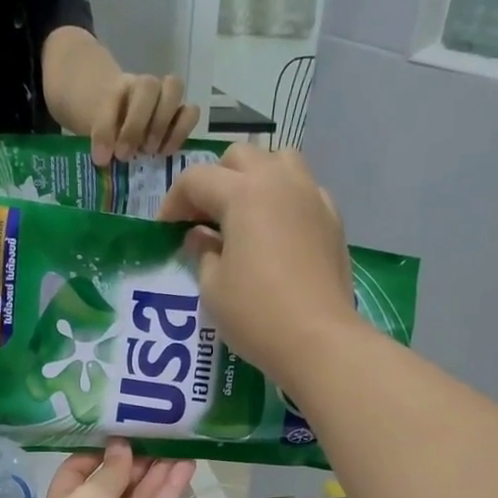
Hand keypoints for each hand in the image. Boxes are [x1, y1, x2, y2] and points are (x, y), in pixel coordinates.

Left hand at [23, 441, 194, 497]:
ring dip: (158, 469)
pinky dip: (170, 489)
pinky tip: (186, 465)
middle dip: (136, 457)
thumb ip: (111, 470)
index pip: (81, 468)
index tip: (122, 428)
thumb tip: (120, 446)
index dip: (100, 450)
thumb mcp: (89, 494)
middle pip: (117, 480)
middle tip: (161, 429)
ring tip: (180, 440)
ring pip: (141, 494)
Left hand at [90, 73, 200, 165]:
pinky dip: (181, 131)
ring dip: (162, 122)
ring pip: (174, 88)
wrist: (126, 123)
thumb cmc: (110, 131)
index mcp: (118, 87)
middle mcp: (145, 86)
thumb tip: (104, 159)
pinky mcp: (182, 113)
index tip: (101, 158)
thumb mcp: (96, 134)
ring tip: (150, 151)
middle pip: (148, 85)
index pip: (113, 98)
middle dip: (136, 124)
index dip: (106, 129)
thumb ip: (99, 140)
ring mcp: (166, 96)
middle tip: (126, 154)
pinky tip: (166, 151)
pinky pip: (191, 112)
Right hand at [157, 144, 362, 390]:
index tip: (165, 229)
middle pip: (240, 158)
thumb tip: (200, 236)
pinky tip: (276, 233)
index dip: (174, 201)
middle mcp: (280, 182)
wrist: (318, 339)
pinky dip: (284, 199)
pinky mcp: (332, 220)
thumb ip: (202, 252)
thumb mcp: (212, 287)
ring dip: (254, 178)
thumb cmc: (255, 314)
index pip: (197, 179)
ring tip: (243, 214)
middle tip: (203, 219)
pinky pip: (304, 191)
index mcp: (244, 193)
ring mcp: (312, 197)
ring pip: (279, 161)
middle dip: (215, 181)